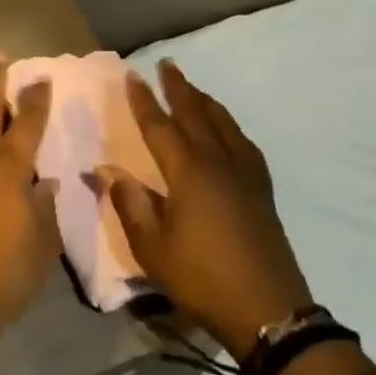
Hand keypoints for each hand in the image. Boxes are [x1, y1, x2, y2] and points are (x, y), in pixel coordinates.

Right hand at [96, 59, 311, 359]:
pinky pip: (244, 143)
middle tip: (167, 64)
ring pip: (223, 124)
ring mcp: (245, 175)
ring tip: (193, 88)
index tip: (132, 75)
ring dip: (205, 102)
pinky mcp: (261, 190)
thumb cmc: (202, 277)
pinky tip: (228, 130)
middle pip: (196, 114)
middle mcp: (218, 162)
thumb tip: (106, 168)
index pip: (160, 126)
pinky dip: (230, 126)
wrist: (269, 311)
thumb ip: (129, 203)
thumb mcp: (152, 247)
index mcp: (188, 172)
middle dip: (179, 88)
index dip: (144, 101)